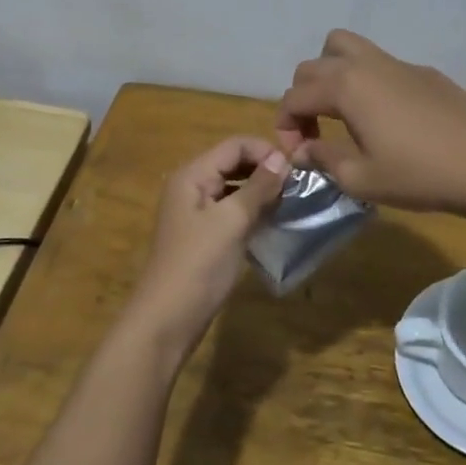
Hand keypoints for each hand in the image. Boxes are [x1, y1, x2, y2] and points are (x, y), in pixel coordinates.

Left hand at [125, 137, 288, 355]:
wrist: (167, 319)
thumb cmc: (199, 264)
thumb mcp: (232, 221)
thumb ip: (257, 187)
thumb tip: (282, 158)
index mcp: (192, 175)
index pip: (234, 145)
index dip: (265, 150)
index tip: (297, 168)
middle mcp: (191, 186)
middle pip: (233, 163)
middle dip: (264, 169)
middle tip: (298, 185)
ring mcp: (196, 212)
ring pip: (234, 187)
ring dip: (261, 190)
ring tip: (291, 201)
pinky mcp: (204, 235)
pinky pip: (231, 210)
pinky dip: (252, 211)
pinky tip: (273, 221)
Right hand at [275, 30, 465, 214]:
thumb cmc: (418, 175)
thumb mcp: (361, 178)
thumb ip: (324, 159)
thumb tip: (303, 150)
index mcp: (345, 87)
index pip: (294, 96)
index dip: (285, 126)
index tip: (297, 156)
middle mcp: (366, 64)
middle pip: (313, 65)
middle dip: (302, 97)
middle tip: (314, 133)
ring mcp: (398, 63)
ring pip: (346, 47)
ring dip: (330, 74)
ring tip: (341, 110)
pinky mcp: (423, 72)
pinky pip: (380, 63)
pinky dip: (366, 81)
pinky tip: (386, 117)